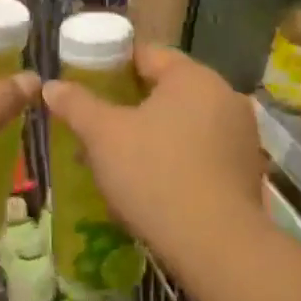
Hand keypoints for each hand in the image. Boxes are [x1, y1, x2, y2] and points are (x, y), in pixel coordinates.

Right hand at [41, 45, 262, 257]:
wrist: (216, 245)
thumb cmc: (154, 174)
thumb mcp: (103, 135)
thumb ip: (77, 104)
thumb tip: (52, 86)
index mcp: (193, 77)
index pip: (147, 54)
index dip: (112, 65)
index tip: (86, 84)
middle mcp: (225, 97)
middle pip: (167, 90)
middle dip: (130, 105)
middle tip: (97, 125)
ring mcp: (242, 136)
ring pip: (184, 123)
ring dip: (153, 134)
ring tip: (119, 158)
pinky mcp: (247, 171)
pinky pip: (202, 152)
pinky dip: (177, 158)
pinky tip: (153, 183)